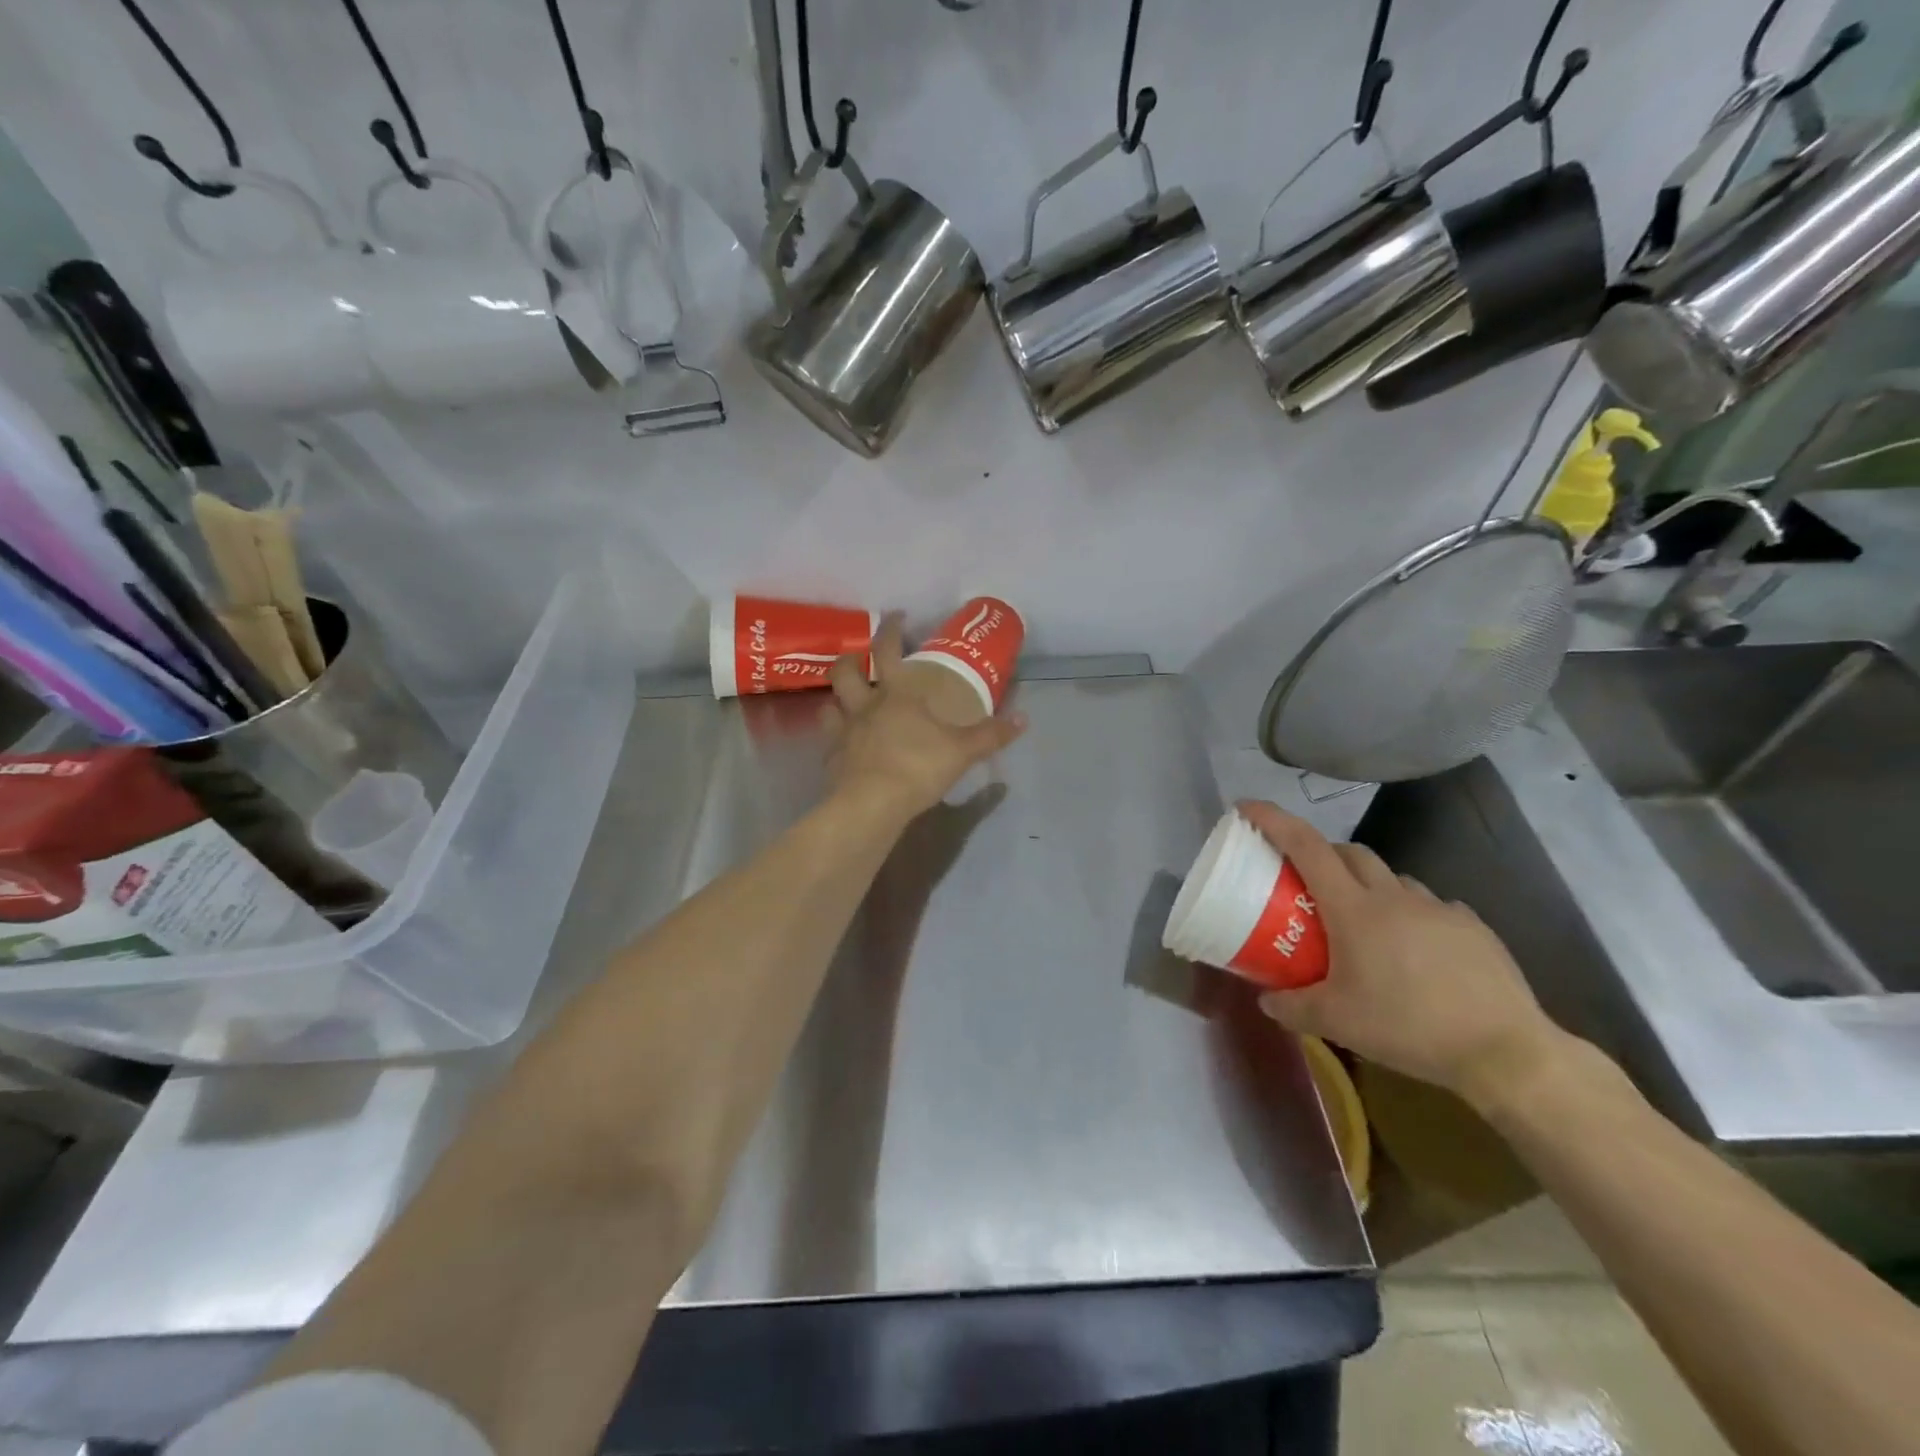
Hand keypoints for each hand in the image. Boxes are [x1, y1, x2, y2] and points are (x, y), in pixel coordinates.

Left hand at [824, 614, 1025, 820]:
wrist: (872, 805)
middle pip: (844, 671)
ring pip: (829, 703)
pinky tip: (847, 745)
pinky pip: (829, 741)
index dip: (891, 629)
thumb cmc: (918, 767)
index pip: (887, 649)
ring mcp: (843, 731)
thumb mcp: (962, 751)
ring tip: (847, 701)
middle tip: (860, 658)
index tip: (897, 616)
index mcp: (896, 694)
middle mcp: (864, 705)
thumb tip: (1024, 718)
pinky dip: (836, 737)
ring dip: (837, 698)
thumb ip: (991, 735)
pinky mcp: (832, 759)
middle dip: (850, 659)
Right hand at [1238, 801, 1566, 1109]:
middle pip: (1349, 852)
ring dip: (1368, 885)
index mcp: (1353, 909)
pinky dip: (1410, 913)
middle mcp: (1394, 896)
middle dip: (1322, 854)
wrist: (1505, 1052)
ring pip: (1392, 878)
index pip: (1305, 846)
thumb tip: (1266, 1000)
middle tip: (1307, 882)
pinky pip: (1430, 906)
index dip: (1273, 820)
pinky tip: (1414, 949)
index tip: (1246, 807)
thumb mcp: (1336, 1023)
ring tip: (1363, 922)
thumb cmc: (1408, 1027)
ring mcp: (1438, 908)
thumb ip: (1291, 1007)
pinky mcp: (1473, 927)